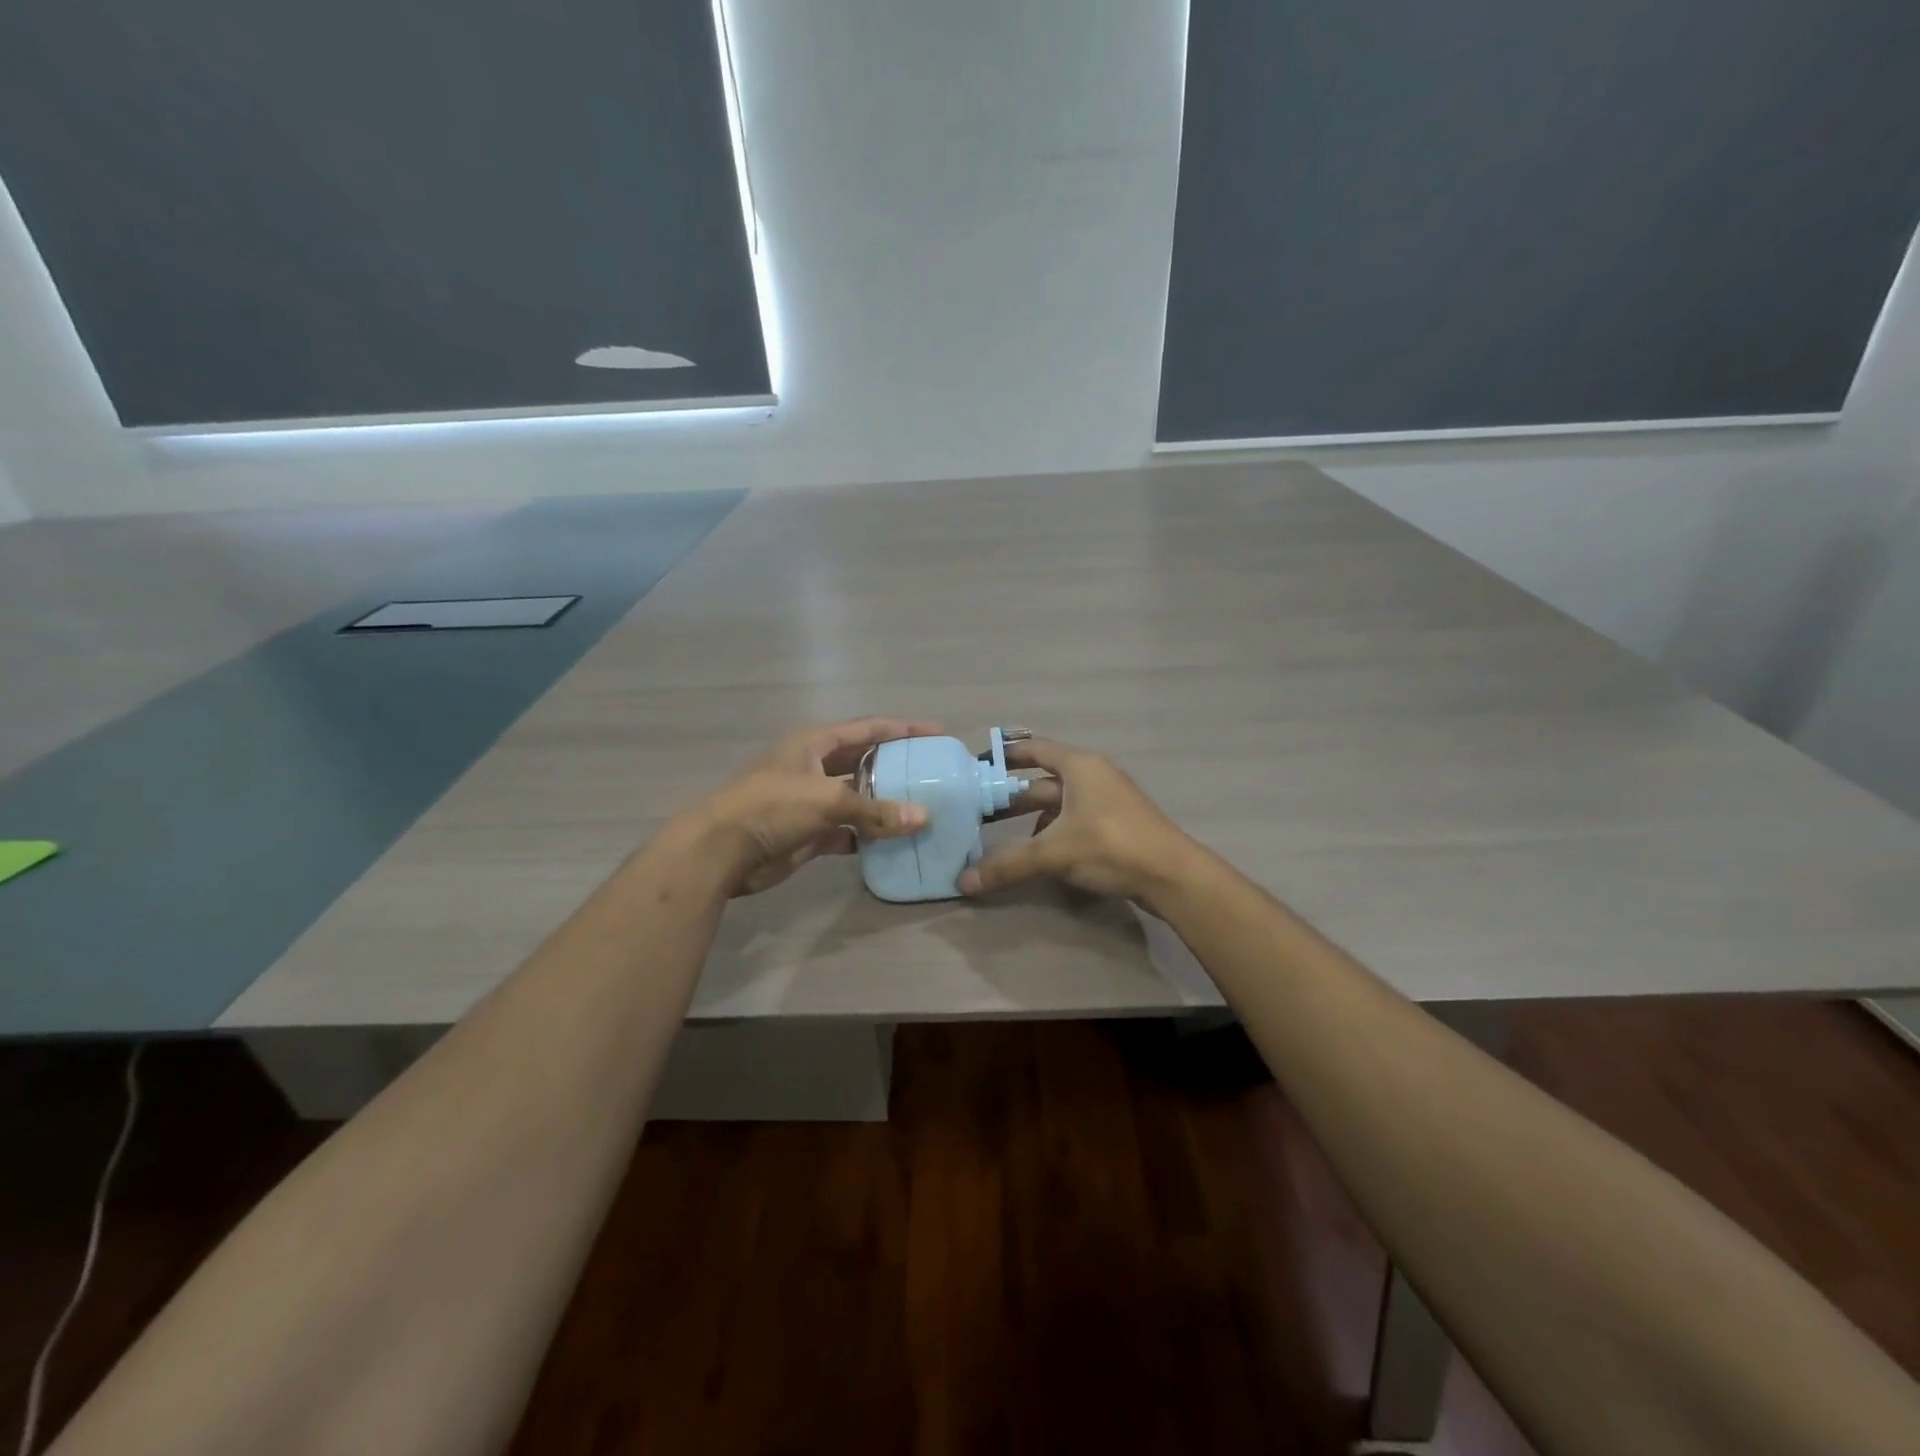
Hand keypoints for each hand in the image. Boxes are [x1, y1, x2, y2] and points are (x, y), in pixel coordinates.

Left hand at [686, 717, 939, 895]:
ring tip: (922, 807)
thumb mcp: (827, 799)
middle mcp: (812, 767)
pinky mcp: (806, 833)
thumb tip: (922, 818)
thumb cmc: (773, 806)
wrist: (722, 850)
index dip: (902, 728)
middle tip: (932, 771)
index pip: (867, 728)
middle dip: (896, 766)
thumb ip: (876, 810)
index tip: (937, 732)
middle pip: (863, 761)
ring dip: (884, 804)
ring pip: (856, 799)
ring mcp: (809, 801)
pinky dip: (867, 835)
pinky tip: (893, 841)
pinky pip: (846, 830)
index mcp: (814, 743)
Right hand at [959, 738, 1198, 912]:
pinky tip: (1041, 854)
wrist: (1172, 876)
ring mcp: (1108, 801)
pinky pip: (1075, 821)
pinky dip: (1055, 833)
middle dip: (1013, 797)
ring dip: (1033, 819)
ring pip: (1060, 804)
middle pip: (1044, 781)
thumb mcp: (1053, 853)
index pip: (1034, 749)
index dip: (1005, 755)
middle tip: (980, 812)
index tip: (977, 766)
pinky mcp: (1117, 826)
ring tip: (1005, 838)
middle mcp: (1094, 776)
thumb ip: (1008, 865)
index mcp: (1079, 766)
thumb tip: (964, 882)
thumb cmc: (1110, 846)